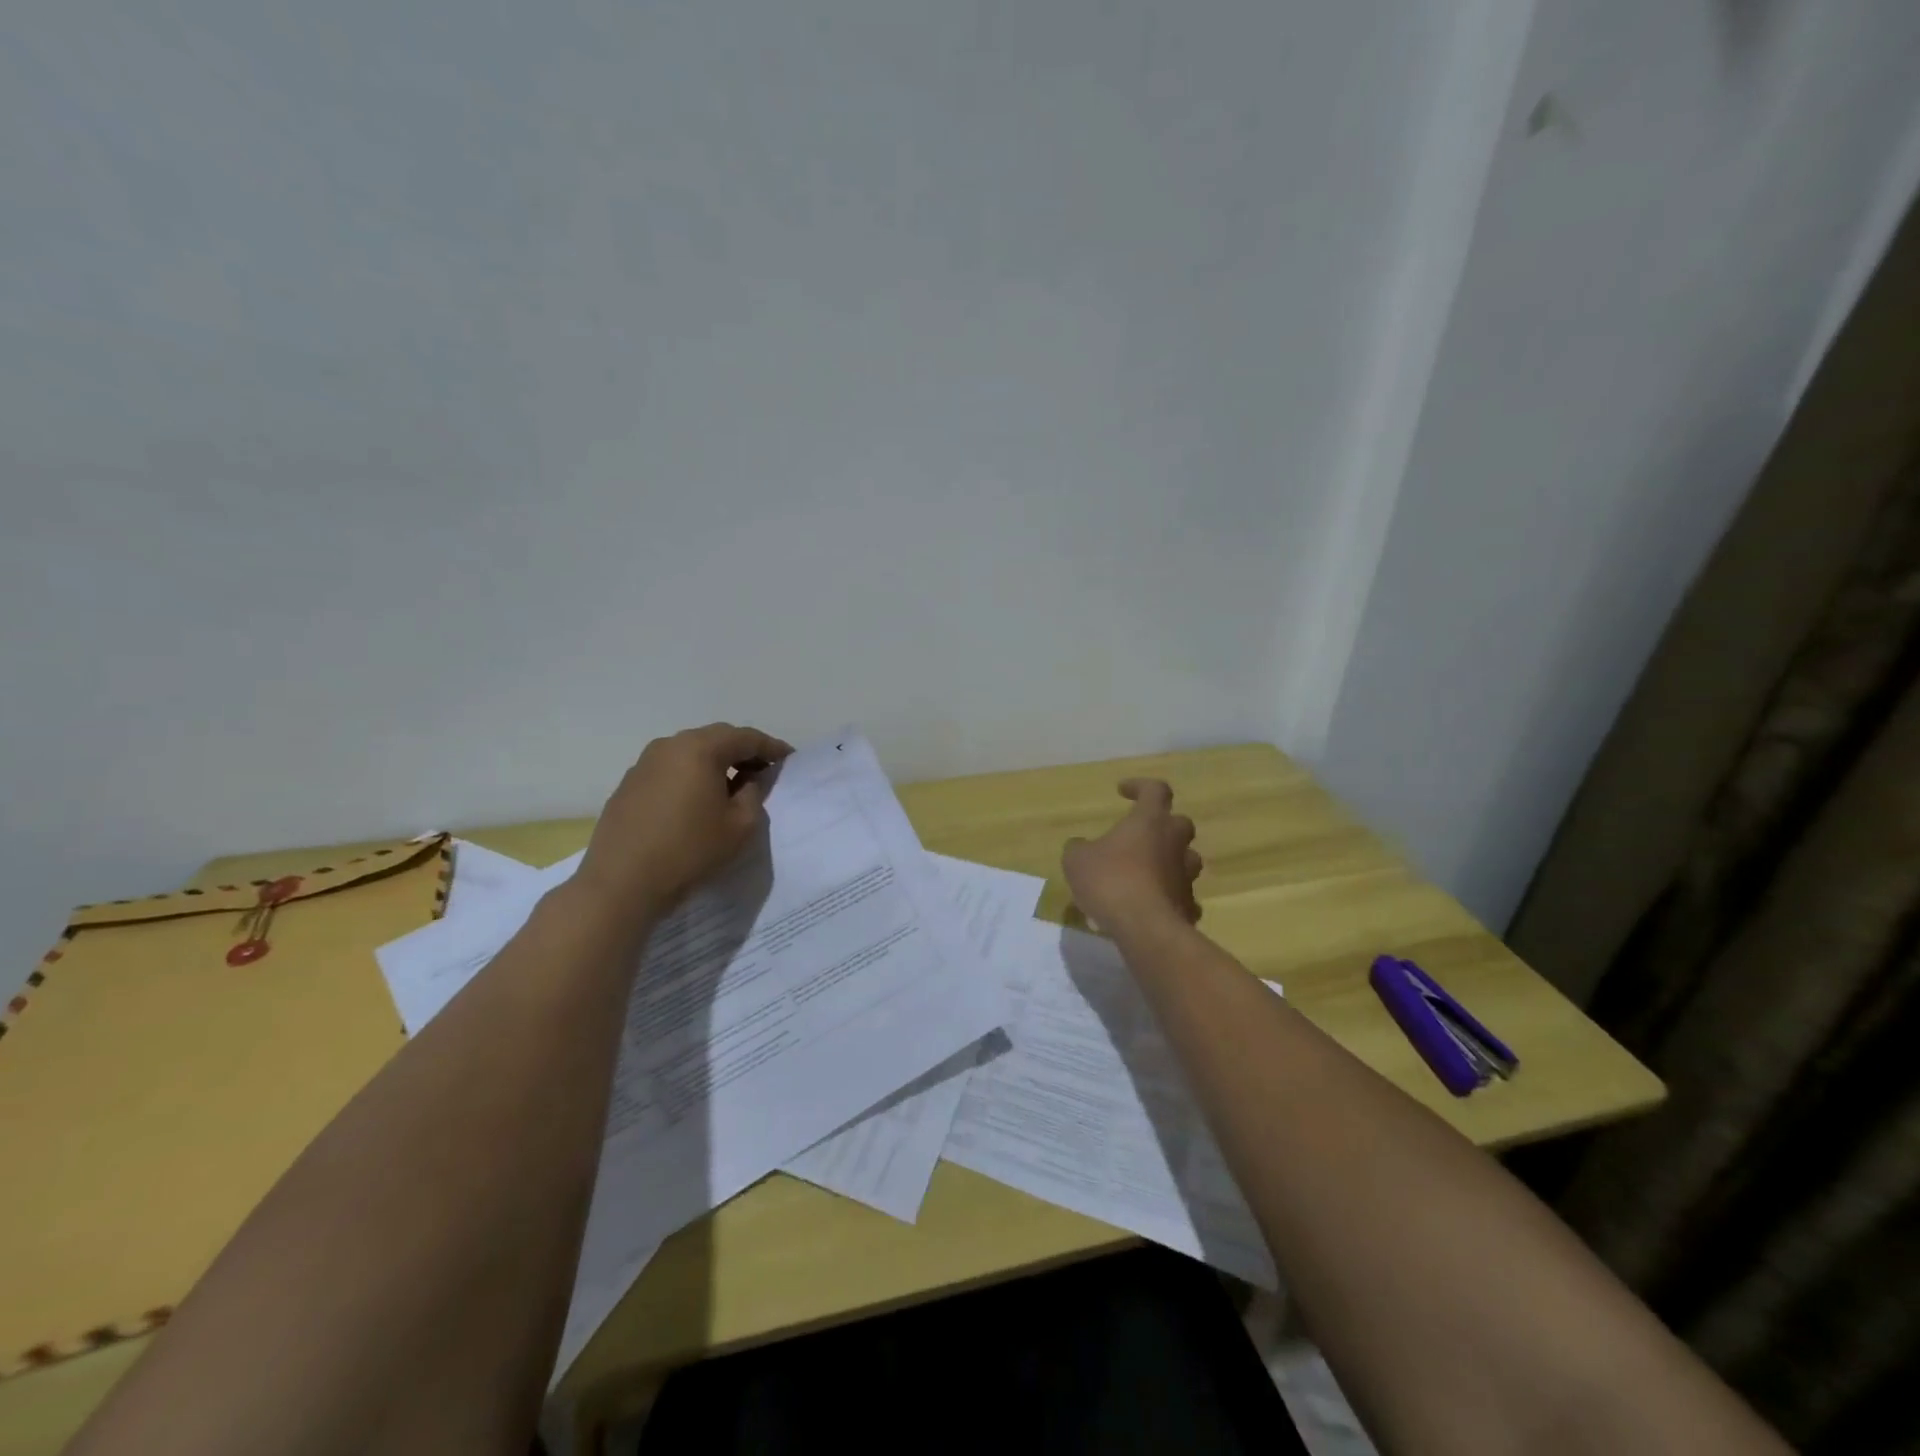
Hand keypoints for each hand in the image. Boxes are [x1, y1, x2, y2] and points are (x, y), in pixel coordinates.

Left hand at [575, 723, 793, 918]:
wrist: (622, 884)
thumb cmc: (690, 851)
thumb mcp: (740, 825)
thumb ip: (754, 793)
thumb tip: (751, 780)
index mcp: (700, 749)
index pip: (746, 738)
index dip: (771, 748)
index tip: (789, 759)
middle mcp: (670, 746)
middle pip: (716, 739)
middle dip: (743, 752)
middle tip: (764, 771)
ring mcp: (644, 764)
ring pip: (690, 753)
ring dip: (715, 764)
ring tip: (732, 786)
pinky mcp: (628, 785)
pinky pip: (670, 770)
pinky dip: (690, 777)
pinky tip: (697, 801)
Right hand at [1061, 779, 1202, 934]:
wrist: (1145, 928)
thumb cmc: (1110, 881)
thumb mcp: (1077, 860)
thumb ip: (1079, 848)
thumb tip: (1080, 845)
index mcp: (1150, 821)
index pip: (1155, 790)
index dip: (1140, 786)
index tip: (1122, 792)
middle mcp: (1174, 843)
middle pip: (1179, 823)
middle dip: (1162, 826)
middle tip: (1139, 836)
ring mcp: (1185, 876)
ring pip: (1185, 860)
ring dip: (1169, 862)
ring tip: (1146, 873)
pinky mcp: (1188, 906)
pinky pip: (1182, 896)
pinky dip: (1170, 898)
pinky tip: (1152, 907)